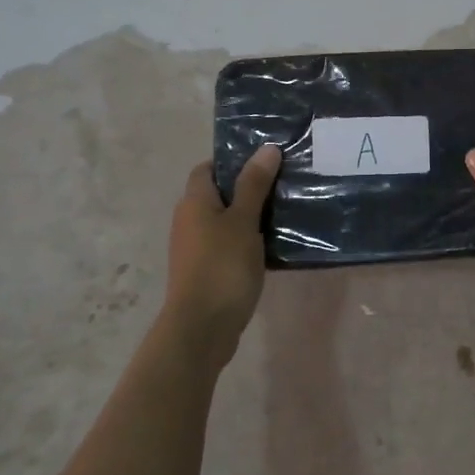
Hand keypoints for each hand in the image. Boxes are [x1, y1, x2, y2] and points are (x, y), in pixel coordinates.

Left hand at [160, 144, 279, 366]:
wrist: (202, 326)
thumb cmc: (222, 266)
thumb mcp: (243, 221)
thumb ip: (254, 185)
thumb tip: (267, 148)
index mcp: (194, 202)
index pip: (207, 169)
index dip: (232, 161)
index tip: (265, 161)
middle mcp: (189, 220)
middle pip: (217, 195)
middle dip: (247, 188)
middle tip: (284, 184)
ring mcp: (195, 248)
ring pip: (225, 221)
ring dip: (250, 216)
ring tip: (286, 212)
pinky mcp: (206, 270)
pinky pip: (228, 245)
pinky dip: (248, 241)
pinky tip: (273, 245)